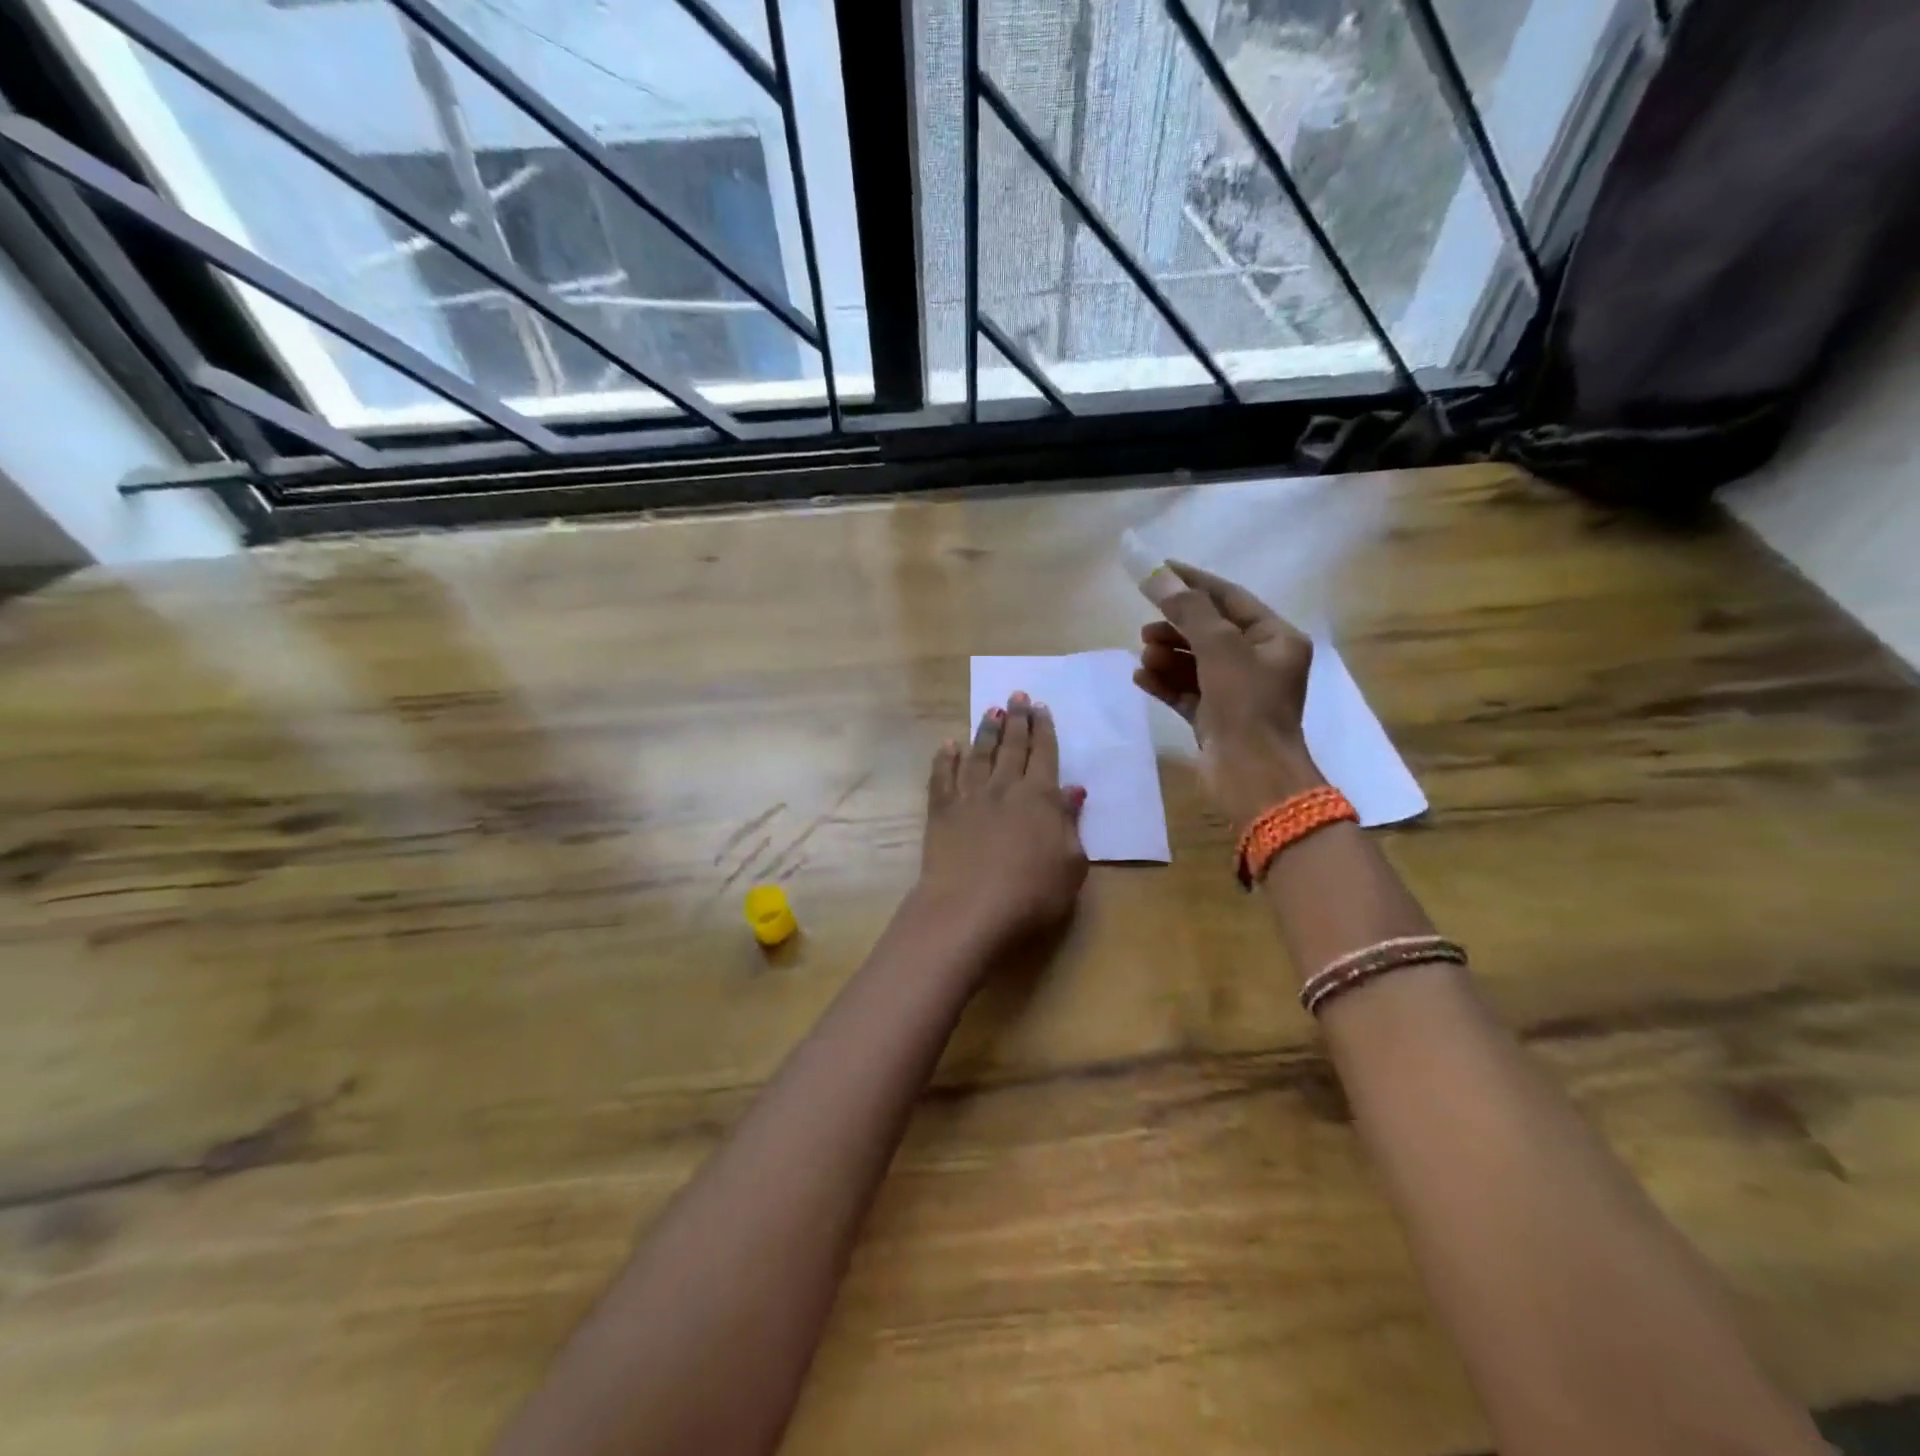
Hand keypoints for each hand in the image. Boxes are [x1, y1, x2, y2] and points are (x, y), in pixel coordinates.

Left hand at [916, 692, 1088, 953]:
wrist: (970, 908)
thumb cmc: (1032, 893)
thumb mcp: (1071, 864)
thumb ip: (1070, 824)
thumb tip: (1072, 791)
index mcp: (1039, 797)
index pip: (1044, 754)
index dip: (1044, 730)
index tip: (1041, 707)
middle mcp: (1004, 788)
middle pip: (1012, 747)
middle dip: (1017, 719)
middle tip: (1017, 695)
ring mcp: (969, 797)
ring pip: (979, 755)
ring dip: (986, 731)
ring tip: (991, 711)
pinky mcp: (941, 812)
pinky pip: (942, 777)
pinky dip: (945, 758)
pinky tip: (948, 744)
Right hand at [1133, 561, 1324, 824]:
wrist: (1252, 778)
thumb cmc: (1246, 706)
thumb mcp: (1220, 648)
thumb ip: (1188, 610)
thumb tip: (1156, 575)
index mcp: (1276, 640)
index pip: (1230, 599)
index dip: (1193, 583)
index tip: (1158, 570)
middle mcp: (1259, 663)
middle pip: (1209, 631)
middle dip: (1175, 627)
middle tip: (1145, 629)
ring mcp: (1236, 694)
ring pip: (1195, 663)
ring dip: (1167, 656)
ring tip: (1143, 656)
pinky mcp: (1215, 719)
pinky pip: (1186, 691)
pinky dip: (1164, 682)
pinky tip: (1140, 677)